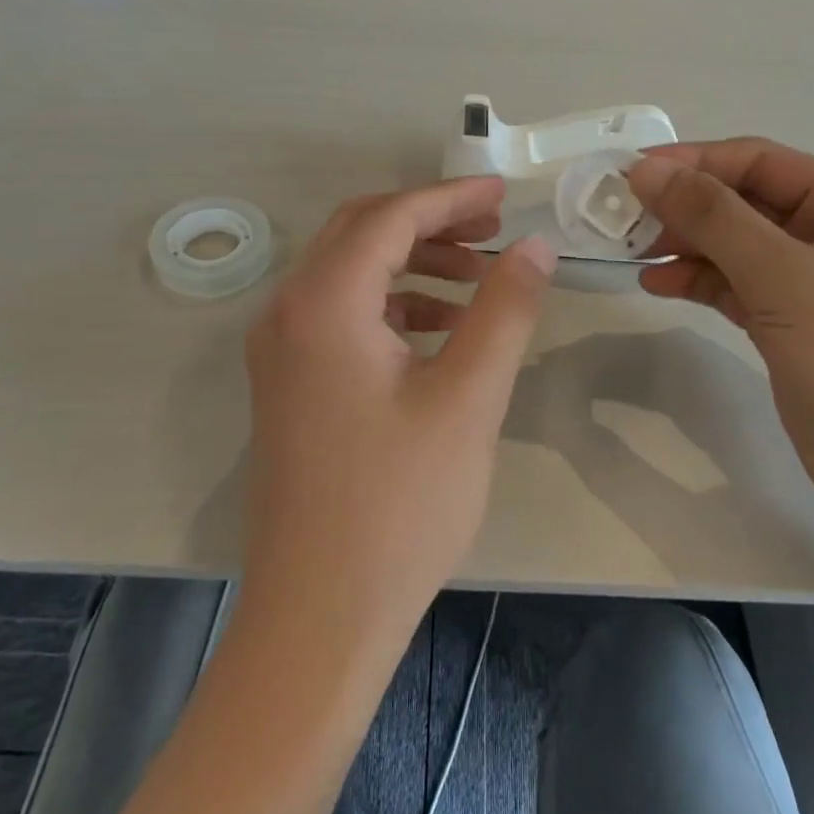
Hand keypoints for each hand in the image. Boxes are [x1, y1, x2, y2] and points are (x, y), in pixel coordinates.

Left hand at [241, 177, 554, 643]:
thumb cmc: (399, 506)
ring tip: (479, 279)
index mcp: (323, 304)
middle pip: (360, 232)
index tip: (506, 196)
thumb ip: (504, 310)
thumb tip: (534, 246)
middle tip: (493, 228)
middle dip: (429, 221)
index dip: (451, 197)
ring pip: (349, 272)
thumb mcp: (468, 398)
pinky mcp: (288, 385)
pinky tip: (441, 329)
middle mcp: (287, 313)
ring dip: (412, 262)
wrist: (319, 617)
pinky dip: (392, 303)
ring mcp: (280, 351)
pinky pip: (341, 314)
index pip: (390, 218)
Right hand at [628, 142, 813, 541]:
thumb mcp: (788, 281)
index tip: (626, 174)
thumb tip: (645, 170)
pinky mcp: (796, 327)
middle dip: (684, 206)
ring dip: (686, 245)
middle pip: (745, 202)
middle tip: (620, 218)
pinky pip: (739, 287)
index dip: (691, 162)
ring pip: (737, 246)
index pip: (759, 161)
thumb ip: (715, 219)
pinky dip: (700, 282)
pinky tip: (658, 285)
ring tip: (630, 252)